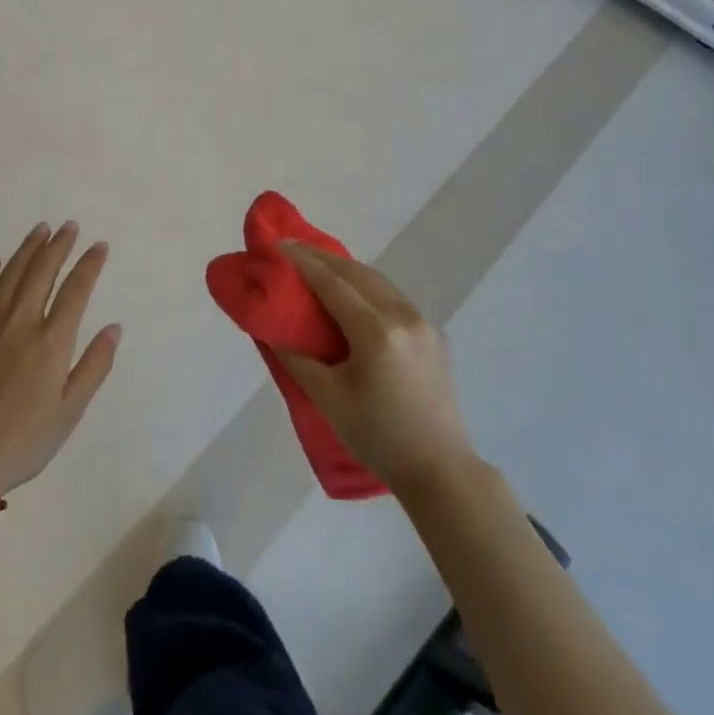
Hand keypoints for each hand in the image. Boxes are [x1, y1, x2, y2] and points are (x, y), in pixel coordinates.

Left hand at [0, 221, 121, 494]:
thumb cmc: (25, 439)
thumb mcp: (71, 410)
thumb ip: (95, 365)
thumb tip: (114, 327)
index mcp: (52, 341)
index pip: (76, 289)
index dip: (90, 264)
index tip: (99, 246)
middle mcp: (21, 321)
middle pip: (42, 271)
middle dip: (59, 245)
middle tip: (69, 225)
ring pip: (11, 273)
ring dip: (28, 249)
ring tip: (40, 229)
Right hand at [273, 243, 475, 493]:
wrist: (441, 469)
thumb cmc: (378, 437)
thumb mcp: (328, 400)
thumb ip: (297, 360)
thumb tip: (273, 331)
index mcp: (375, 332)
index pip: (332, 283)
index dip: (303, 262)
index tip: (278, 245)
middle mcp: (402, 316)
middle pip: (357, 273)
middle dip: (322, 258)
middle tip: (292, 251)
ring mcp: (423, 323)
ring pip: (378, 281)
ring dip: (346, 269)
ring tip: (318, 266)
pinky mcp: (433, 335)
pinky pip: (393, 297)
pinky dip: (367, 286)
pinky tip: (353, 294)